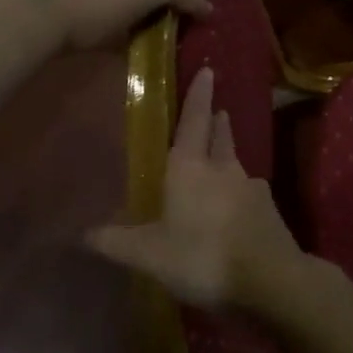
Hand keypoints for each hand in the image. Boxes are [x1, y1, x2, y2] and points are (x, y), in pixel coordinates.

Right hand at [86, 67, 307, 313]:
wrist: (270, 281)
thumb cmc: (202, 256)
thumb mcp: (149, 255)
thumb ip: (116, 242)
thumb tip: (82, 233)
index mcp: (190, 167)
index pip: (194, 120)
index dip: (198, 95)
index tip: (208, 71)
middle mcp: (223, 169)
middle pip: (220, 136)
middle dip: (216, 122)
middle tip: (216, 112)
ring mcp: (251, 188)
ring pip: (236, 163)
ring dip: (228, 155)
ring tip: (223, 158)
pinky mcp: (269, 211)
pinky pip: (250, 193)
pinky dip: (241, 193)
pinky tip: (237, 208)